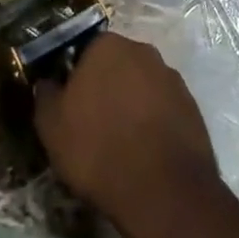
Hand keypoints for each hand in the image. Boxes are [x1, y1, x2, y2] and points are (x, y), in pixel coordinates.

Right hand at [35, 33, 223, 237]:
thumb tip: (47, 82)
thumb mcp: (51, 126)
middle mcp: (143, 51)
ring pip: (142, 86)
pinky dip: (154, 123)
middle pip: (117, 65)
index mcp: (107, 46)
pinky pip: (164, 109)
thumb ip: (46, 95)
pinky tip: (145, 152)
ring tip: (121, 142)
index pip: (84, 50)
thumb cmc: (98, 149)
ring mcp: (172, 78)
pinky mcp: (192, 107)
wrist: (163, 192)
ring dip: (132, 104)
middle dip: (106, 87)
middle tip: (93, 122)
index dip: (76, 77)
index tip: (70, 104)